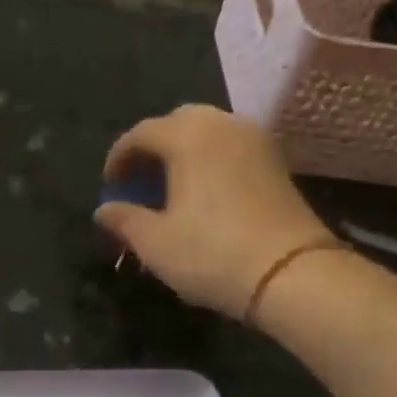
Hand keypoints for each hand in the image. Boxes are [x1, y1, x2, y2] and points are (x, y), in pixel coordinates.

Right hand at [97, 105, 336, 319]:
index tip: (110, 186)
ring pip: (209, 133)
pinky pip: (231, 149)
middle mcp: (223, 125)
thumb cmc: (211, 253)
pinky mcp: (277, 163)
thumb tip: (103, 210)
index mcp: (188, 136)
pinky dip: (210, 162)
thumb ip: (124, 220)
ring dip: (184, 153)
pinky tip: (204, 195)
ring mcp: (256, 141)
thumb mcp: (155, 243)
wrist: (292, 273)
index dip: (119, 158)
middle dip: (153, 148)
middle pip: (178, 123)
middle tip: (140, 182)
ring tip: (171, 189)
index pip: (141, 133)